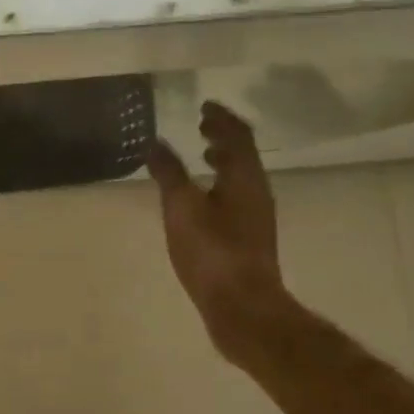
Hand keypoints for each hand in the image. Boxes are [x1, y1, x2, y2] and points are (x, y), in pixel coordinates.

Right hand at [148, 102, 297, 359]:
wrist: (242, 308)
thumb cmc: (212, 252)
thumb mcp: (181, 208)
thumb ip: (169, 173)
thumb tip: (155, 142)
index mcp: (244, 178)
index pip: (238, 135)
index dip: (222, 117)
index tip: (205, 105)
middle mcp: (257, 192)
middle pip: (244, 155)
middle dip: (223, 137)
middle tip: (202, 126)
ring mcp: (256, 217)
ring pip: (242, 177)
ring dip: (224, 161)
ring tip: (202, 157)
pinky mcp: (249, 239)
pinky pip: (237, 197)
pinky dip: (220, 185)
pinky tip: (202, 201)